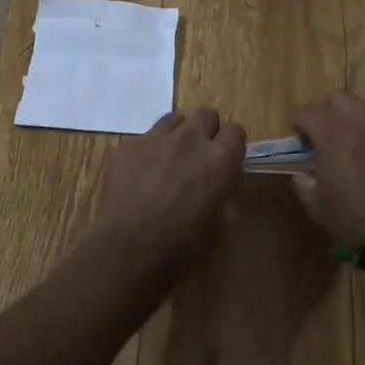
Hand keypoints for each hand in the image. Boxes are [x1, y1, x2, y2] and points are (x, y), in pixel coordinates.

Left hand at [89, 108, 245, 278]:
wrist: (129, 249)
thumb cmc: (181, 246)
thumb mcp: (218, 224)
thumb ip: (222, 192)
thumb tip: (219, 183)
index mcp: (219, 159)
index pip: (236, 130)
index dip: (231, 145)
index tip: (226, 160)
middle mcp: (190, 139)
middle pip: (206, 114)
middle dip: (206, 131)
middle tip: (199, 156)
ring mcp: (156, 137)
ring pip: (175, 119)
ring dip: (178, 135)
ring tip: (169, 160)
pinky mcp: (129, 144)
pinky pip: (145, 137)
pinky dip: (149, 151)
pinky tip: (141, 174)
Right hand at [289, 92, 364, 251]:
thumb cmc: (356, 222)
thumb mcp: (318, 208)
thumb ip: (304, 184)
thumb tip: (303, 174)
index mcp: (333, 134)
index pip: (308, 112)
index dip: (298, 124)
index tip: (297, 140)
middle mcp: (360, 123)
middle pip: (338, 99)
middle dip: (326, 113)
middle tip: (322, 138)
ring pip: (364, 112)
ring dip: (351, 124)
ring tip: (349, 152)